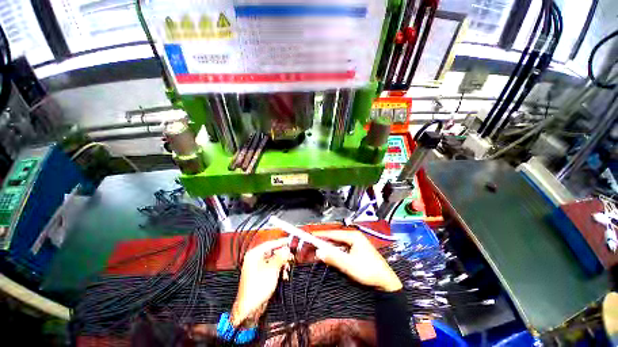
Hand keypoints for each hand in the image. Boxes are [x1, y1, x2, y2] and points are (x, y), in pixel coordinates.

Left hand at [232, 239, 292, 327]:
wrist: (249, 309)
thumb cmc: (257, 289)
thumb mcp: (272, 270)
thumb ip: (281, 257)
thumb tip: (287, 249)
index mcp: (254, 254)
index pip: (270, 243)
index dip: (281, 242)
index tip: (289, 241)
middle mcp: (254, 258)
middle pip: (272, 251)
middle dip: (282, 256)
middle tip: (290, 257)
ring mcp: (256, 266)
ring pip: (273, 259)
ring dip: (281, 264)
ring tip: (287, 269)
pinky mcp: (260, 274)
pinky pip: (271, 267)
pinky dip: (278, 269)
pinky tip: (283, 275)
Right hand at [313, 230, 401, 291]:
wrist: (385, 282)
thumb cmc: (368, 271)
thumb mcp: (349, 265)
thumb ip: (333, 258)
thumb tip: (319, 252)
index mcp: (353, 236)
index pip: (333, 233)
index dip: (321, 235)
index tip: (311, 236)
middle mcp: (354, 236)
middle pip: (335, 237)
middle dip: (324, 241)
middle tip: (313, 244)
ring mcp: (356, 243)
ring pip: (339, 243)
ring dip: (329, 247)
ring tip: (319, 250)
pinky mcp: (357, 249)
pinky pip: (343, 248)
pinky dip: (335, 251)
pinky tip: (330, 255)